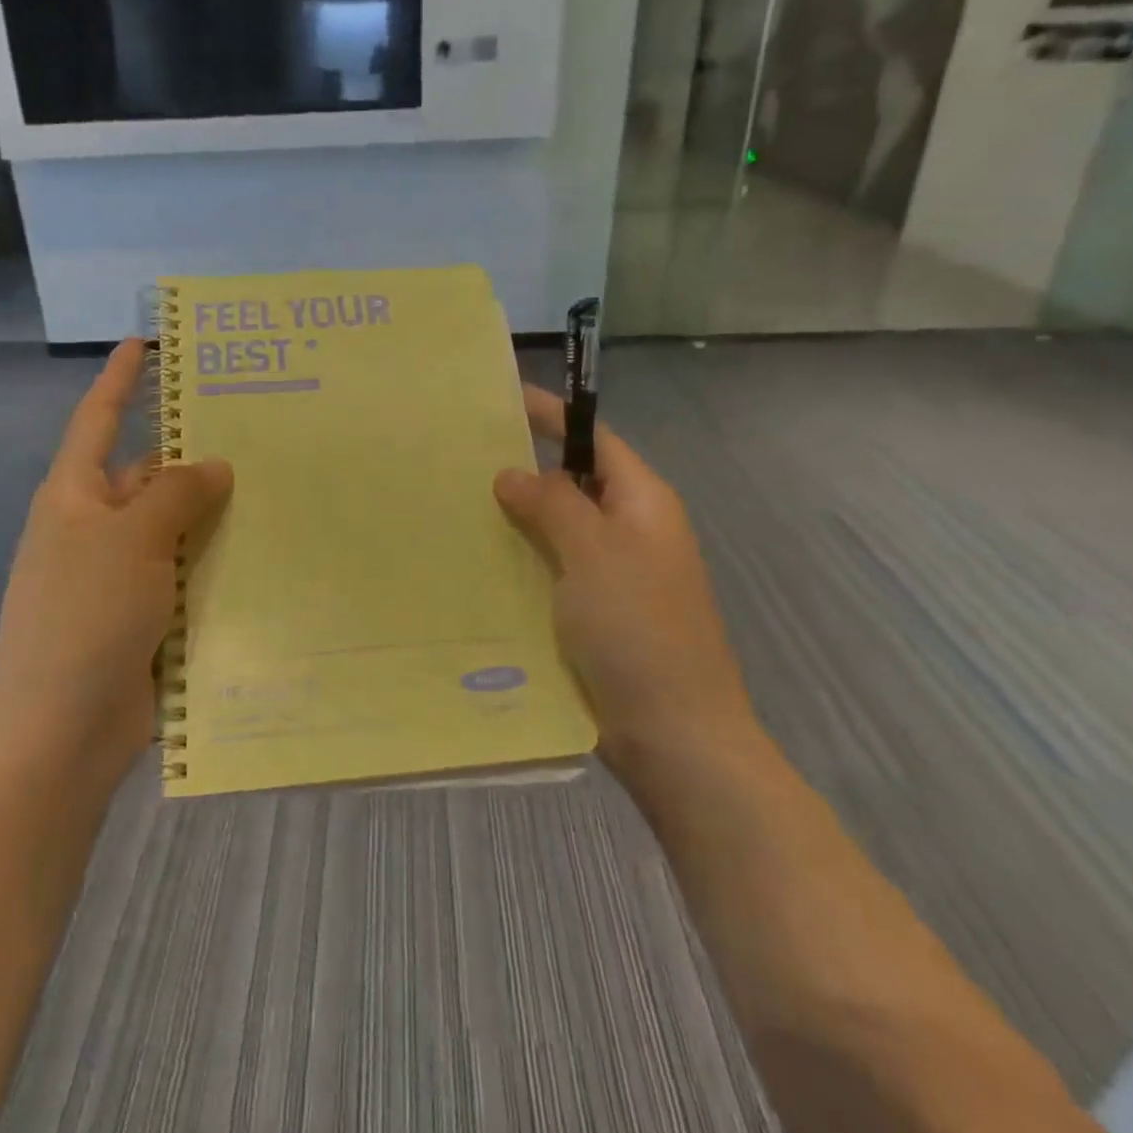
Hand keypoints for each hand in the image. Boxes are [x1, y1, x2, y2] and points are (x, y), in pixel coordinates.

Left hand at [0, 339, 232, 791]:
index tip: (144, 344)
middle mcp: (95, 529)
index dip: (119, 380)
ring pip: (174, 528)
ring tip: (276, 487)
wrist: (58, 732)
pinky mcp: (144, 617)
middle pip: (147, 475)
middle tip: (256, 430)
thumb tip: (215, 464)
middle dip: (192, 455)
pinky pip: (186, 573)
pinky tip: (265, 554)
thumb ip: (176, 495)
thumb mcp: (131, 540)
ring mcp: (119, 576)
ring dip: (213, 513)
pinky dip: (216, 562)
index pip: (98, 420)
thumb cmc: (84, 617)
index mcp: (75, 497)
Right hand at [494, 384, 756, 766]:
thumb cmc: (638, 629)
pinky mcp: (595, 615)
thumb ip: (553, 504)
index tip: (503, 399)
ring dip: (518, 518)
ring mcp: (613, 576)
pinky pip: (552, 571)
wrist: (674, 734)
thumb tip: (512, 472)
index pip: (595, 440)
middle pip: (575, 483)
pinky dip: (521, 560)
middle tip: (463, 457)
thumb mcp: (593, 553)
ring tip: (458, 504)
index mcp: (643, 504)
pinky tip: (479, 563)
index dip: (553, 417)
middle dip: (526, 469)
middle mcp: (631, 532)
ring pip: (559, 530)